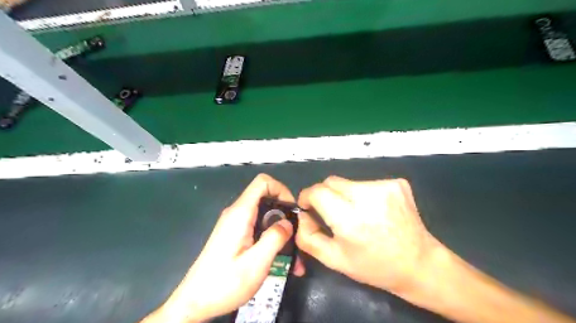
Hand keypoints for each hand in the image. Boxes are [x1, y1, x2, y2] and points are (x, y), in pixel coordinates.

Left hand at [144, 175, 305, 322]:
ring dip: (279, 229)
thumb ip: (274, 238)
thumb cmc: (224, 283)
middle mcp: (237, 213)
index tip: (293, 210)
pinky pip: (257, 227)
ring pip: (264, 215)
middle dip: (284, 213)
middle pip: (266, 198)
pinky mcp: (235, 234)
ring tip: (293, 253)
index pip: (262, 182)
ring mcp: (235, 224)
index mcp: (240, 213)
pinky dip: (271, 237)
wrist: (194, 302)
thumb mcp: (256, 263)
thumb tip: (288, 222)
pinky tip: (280, 258)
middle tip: (296, 234)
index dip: (281, 189)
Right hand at [299, 176, 439, 294]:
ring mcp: (385, 187)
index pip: (317, 191)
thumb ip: (308, 237)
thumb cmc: (374, 265)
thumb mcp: (334, 260)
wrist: (419, 263)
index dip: (308, 197)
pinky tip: (374, 211)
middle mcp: (367, 196)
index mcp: (349, 218)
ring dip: (346, 195)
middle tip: (334, 214)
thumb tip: (302, 215)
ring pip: (348, 182)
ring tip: (358, 214)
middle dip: (326, 195)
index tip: (309, 207)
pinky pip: (367, 183)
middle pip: (331, 182)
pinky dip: (364, 194)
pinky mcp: (397, 184)